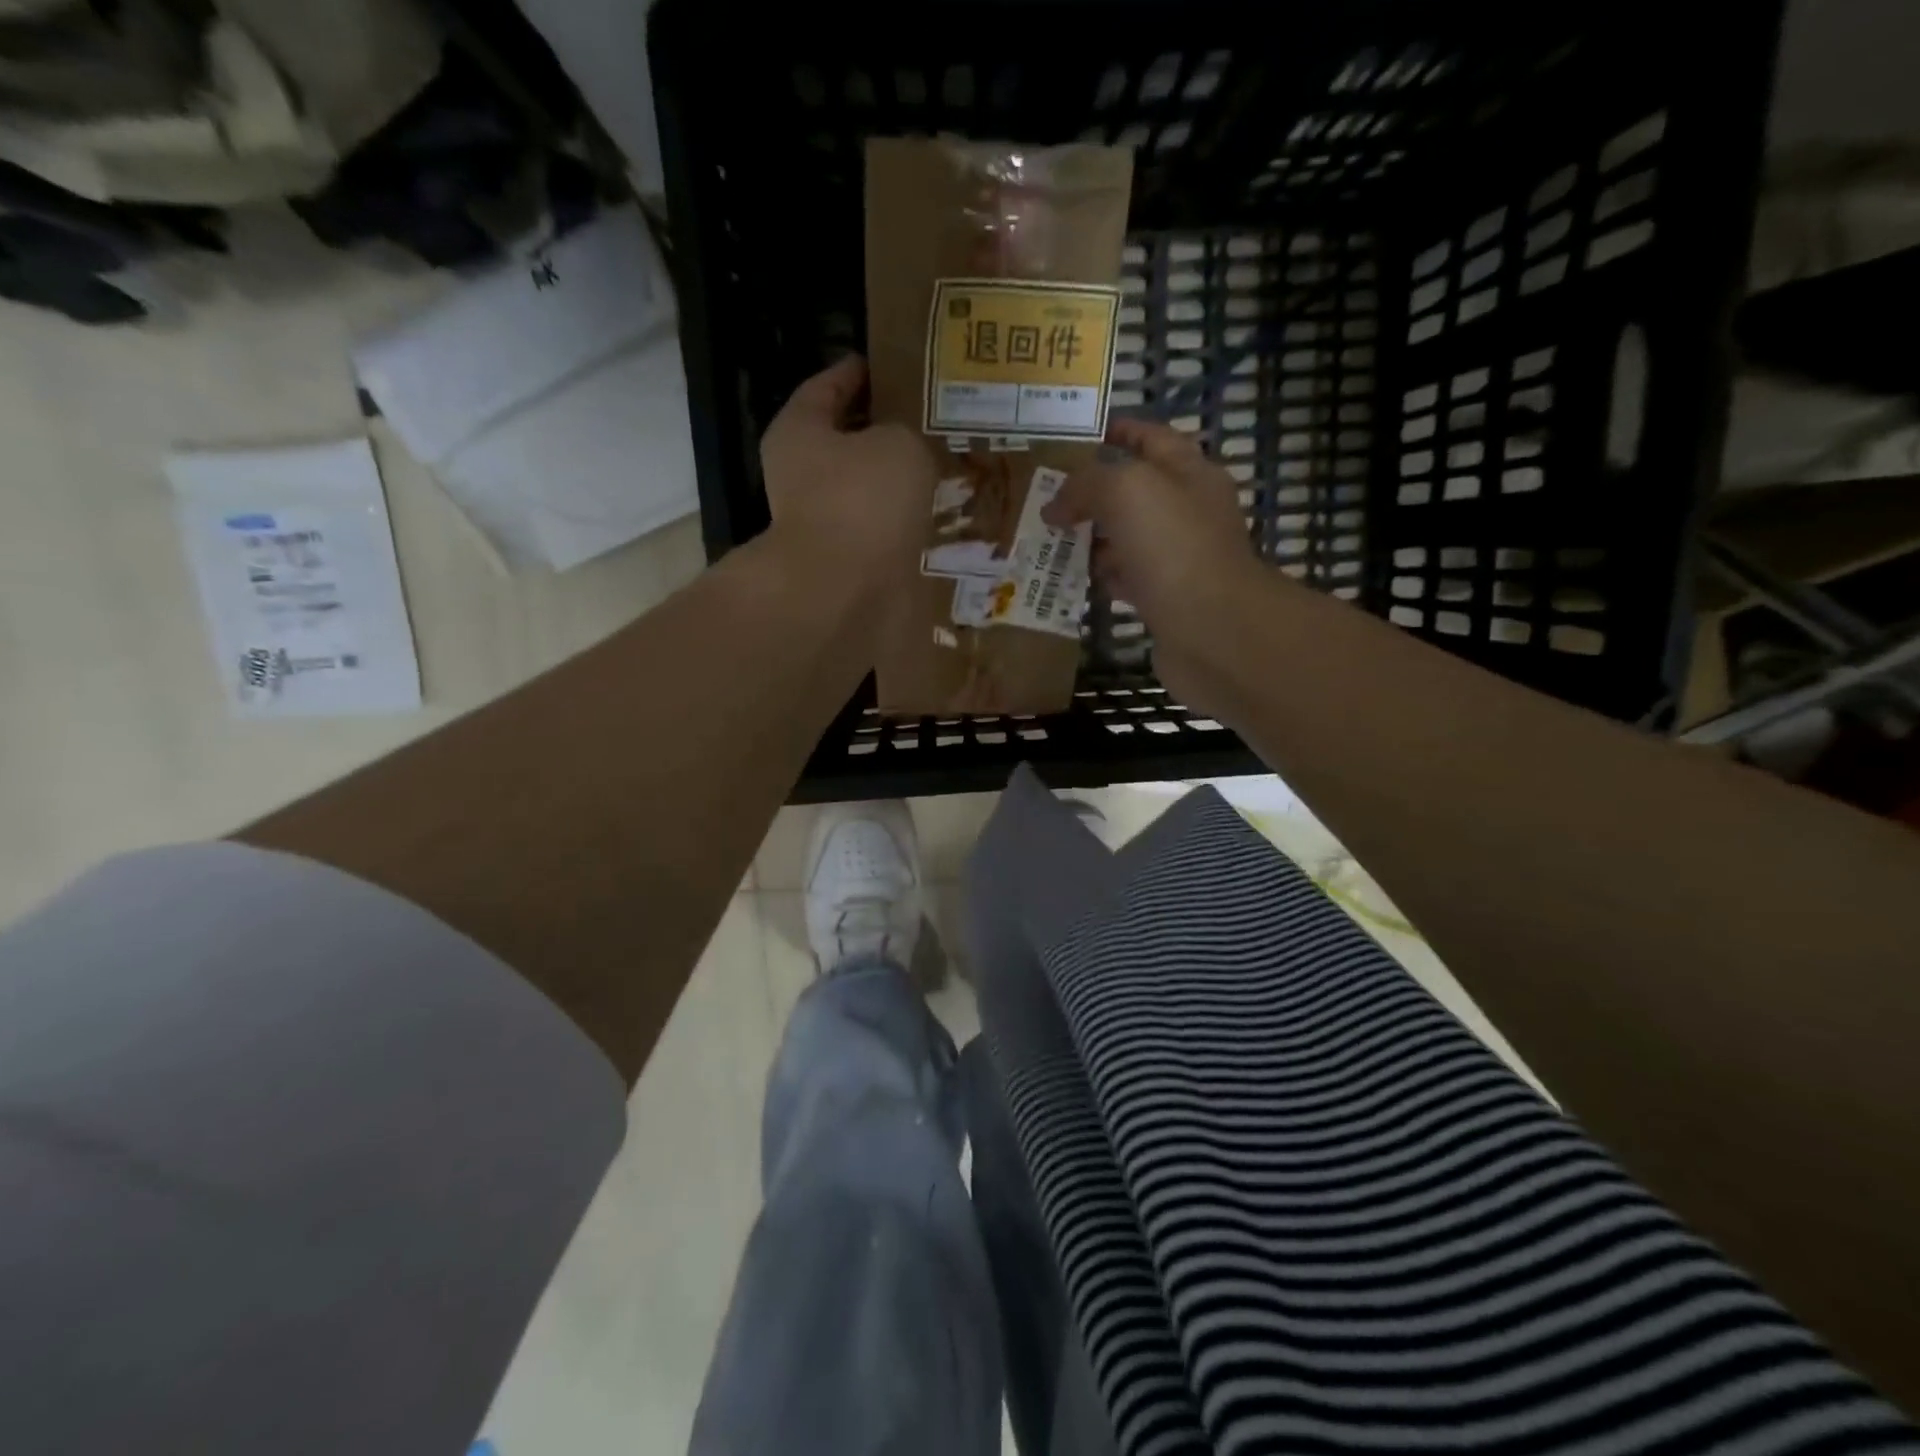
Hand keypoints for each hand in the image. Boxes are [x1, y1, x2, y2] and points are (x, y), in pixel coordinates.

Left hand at [761, 356, 934, 585]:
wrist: (844, 592)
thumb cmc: (863, 500)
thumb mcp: (898, 444)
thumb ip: (906, 434)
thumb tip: (908, 449)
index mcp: (799, 431)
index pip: (826, 386)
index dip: (857, 372)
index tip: (886, 366)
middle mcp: (800, 476)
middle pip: (844, 442)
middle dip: (881, 431)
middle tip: (925, 418)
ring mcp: (821, 523)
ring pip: (864, 490)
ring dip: (896, 482)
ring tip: (940, 468)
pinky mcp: (845, 562)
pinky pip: (880, 530)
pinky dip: (902, 523)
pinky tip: (935, 516)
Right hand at [1043, 418, 1266, 703]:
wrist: (1213, 631)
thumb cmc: (1174, 548)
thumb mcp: (1126, 491)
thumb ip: (1085, 485)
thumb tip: (1055, 506)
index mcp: (1188, 473)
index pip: (1150, 438)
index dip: (1116, 431)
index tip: (1074, 436)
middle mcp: (1187, 511)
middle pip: (1135, 490)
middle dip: (1092, 489)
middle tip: (1045, 492)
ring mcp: (1177, 557)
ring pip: (1126, 536)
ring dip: (1091, 535)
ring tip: (1046, 535)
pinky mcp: (1165, 599)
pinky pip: (1124, 578)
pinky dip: (1099, 576)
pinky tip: (1069, 577)